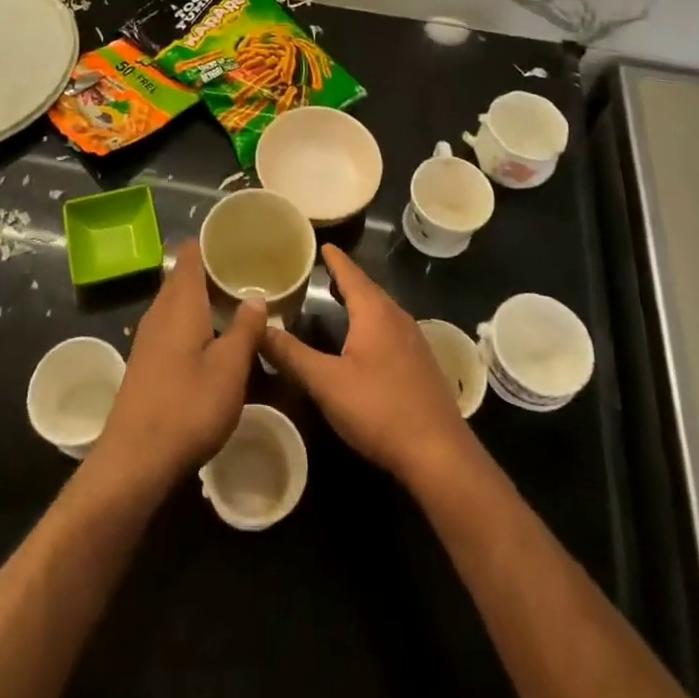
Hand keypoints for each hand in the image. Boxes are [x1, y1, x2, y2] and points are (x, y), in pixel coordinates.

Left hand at [95, 248, 263, 491]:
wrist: (135, 459)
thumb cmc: (188, 406)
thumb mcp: (230, 369)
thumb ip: (245, 329)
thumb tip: (255, 296)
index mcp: (181, 302)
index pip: (191, 253)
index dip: (213, 241)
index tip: (240, 239)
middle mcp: (160, 310)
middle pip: (184, 275)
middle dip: (213, 269)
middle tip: (248, 270)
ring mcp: (148, 336)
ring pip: (178, 301)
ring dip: (203, 296)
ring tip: (236, 301)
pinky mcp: (146, 360)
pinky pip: (172, 322)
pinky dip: (193, 318)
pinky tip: (212, 337)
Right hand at [262, 244, 475, 487]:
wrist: (439, 453)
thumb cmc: (379, 409)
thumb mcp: (326, 383)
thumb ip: (291, 354)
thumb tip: (258, 326)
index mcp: (375, 313)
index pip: (351, 273)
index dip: (335, 259)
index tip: (323, 244)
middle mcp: (397, 317)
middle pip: (368, 289)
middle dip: (346, 278)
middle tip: (324, 269)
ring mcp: (413, 341)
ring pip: (382, 309)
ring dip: (361, 300)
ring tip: (340, 297)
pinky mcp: (421, 364)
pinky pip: (391, 328)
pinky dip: (373, 321)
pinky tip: (365, 338)